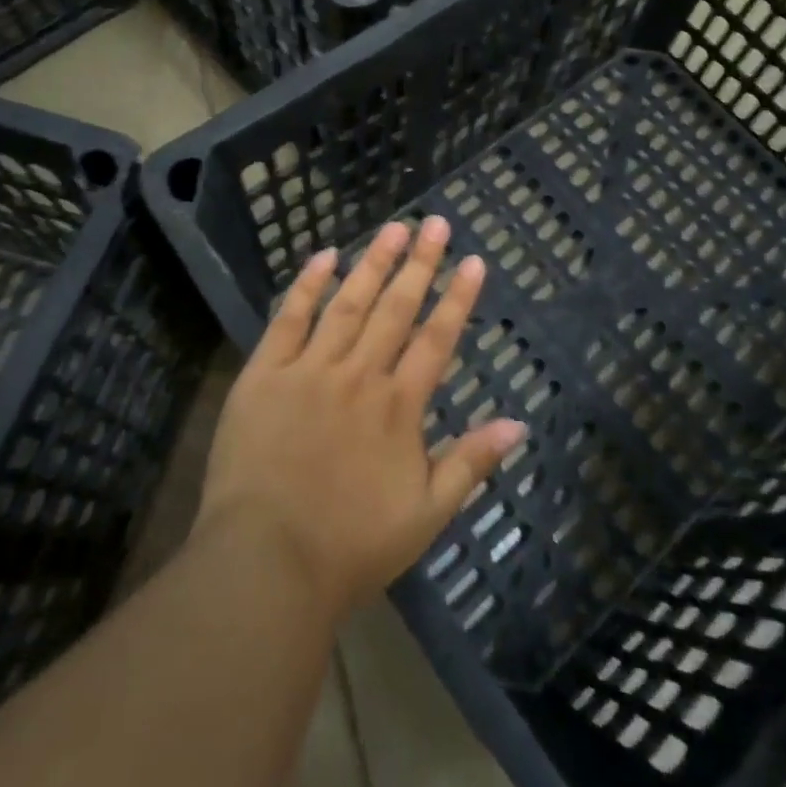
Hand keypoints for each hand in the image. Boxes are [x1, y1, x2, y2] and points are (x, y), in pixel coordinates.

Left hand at [196, 216, 526, 620]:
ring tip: (393, 228)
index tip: (473, 260)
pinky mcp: (266, 373)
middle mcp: (360, 375)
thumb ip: (471, 463)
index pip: (437, 339)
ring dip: (373, 263)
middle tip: (435, 223)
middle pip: (396, 308)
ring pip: (349, 303)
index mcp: (398, 406)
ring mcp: (311, 369)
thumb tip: (519, 424)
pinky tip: (324, 256)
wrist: (267, 564)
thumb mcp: (425, 515)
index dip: (458, 298)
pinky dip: (308, 286)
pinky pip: (289, 319)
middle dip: (420, 263)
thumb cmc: (351, 546)